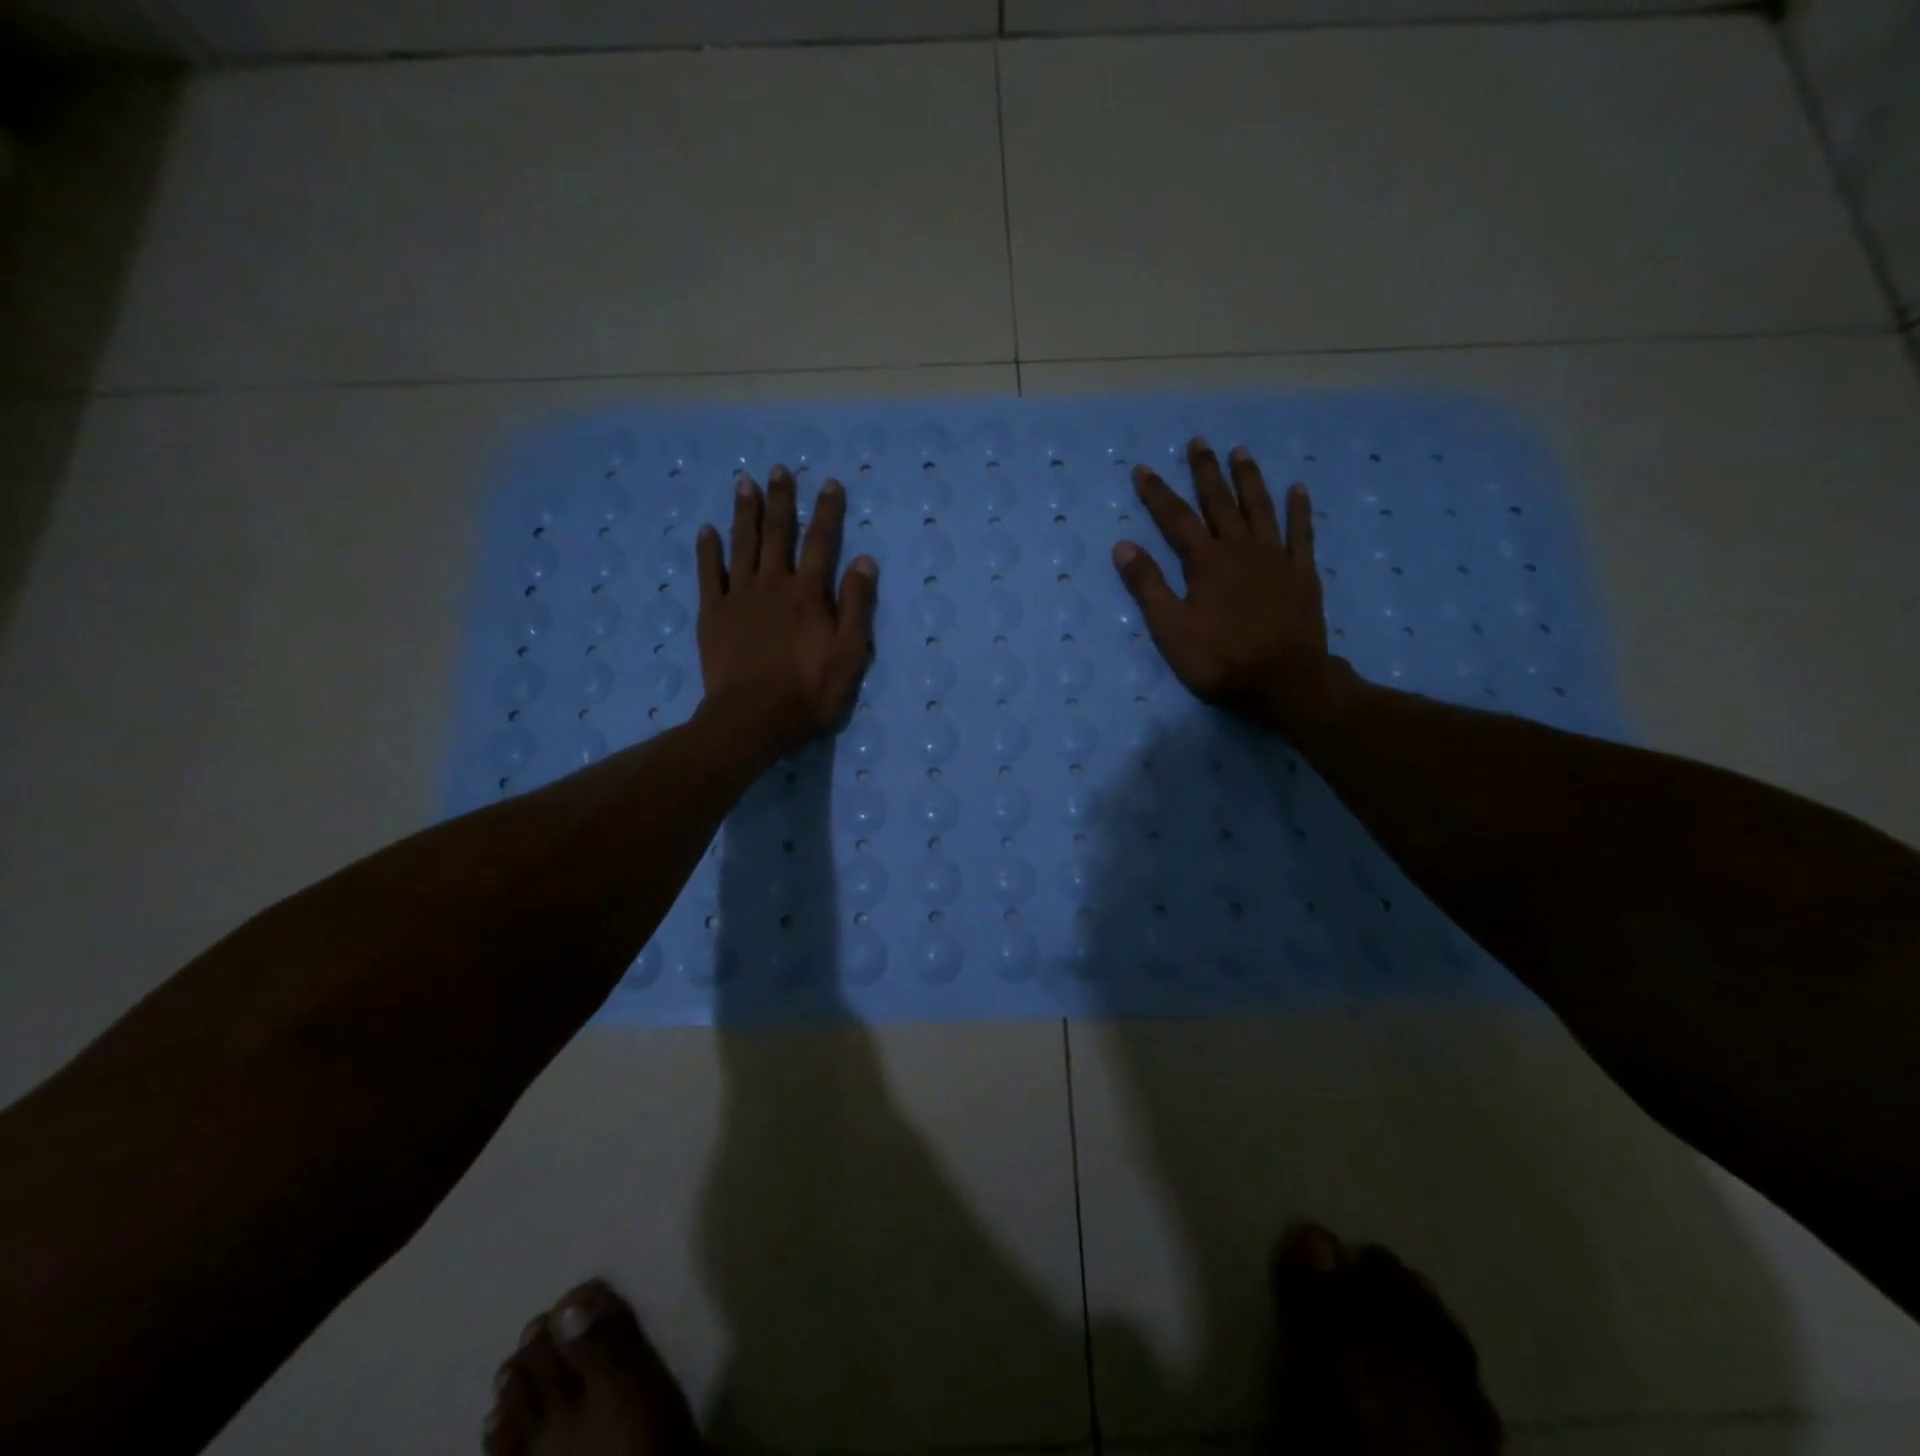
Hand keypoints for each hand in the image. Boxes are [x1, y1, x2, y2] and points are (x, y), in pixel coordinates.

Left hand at [695, 465, 877, 756]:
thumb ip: (857, 606)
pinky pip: (709, 573)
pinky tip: (707, 530)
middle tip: (780, 469)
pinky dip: (708, 550)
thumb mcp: (850, 654)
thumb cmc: (809, 692)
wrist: (752, 719)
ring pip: (742, 544)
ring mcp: (739, 597)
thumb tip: (864, 560)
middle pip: (778, 533)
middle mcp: (773, 584)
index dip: (828, 511)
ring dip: (744, 512)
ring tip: (745, 482)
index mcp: (809, 594)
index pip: (822, 542)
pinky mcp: (713, 614)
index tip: (830, 483)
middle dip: (781, 500)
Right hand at [1112, 438, 1347, 725]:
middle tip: (1198, 442)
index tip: (1143, 469)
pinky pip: (1301, 533)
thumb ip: (1148, 586)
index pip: (1175, 519)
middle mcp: (1241, 549)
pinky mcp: (1302, 574)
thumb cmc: (1220, 659)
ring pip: (1260, 508)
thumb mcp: (1171, 630)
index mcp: (1206, 562)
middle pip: (1220, 502)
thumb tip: (1123, 546)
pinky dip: (1299, 510)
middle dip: (1205, 472)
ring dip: (1249, 479)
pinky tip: (1298, 490)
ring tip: (1240, 451)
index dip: (1157, 493)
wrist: (1284, 681)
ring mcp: (1276, 559)